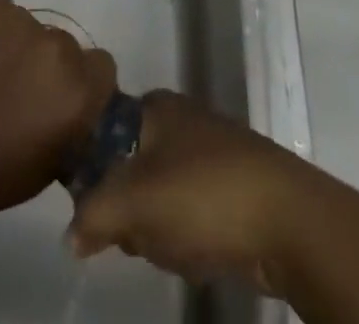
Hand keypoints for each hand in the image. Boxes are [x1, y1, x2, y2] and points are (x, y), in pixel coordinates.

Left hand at [0, 0, 116, 225]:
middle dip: (45, 65)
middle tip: (16, 90)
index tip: (60, 99)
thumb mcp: (43, 169)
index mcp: (76, 90)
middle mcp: (56, 46)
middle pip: (64, 46)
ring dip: (14, 46)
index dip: (83, 84)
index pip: (102, 68)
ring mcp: (18, 17)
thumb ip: (69, 129)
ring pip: (27, 27)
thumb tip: (73, 112)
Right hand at [68, 91, 316, 293]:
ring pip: (161, 195)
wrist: (288, 220)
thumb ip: (92, 214)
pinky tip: (201, 254)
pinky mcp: (232, 185)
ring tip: (173, 248)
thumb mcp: (133, 202)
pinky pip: (192, 211)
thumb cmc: (203, 195)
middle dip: (130, 210)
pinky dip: (190, 236)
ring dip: (159, 229)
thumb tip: (71, 235)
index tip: (97, 208)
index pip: (103, 132)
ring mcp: (209, 150)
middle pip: (130, 168)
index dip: (94, 173)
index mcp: (153, 105)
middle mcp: (179, 118)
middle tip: (138, 234)